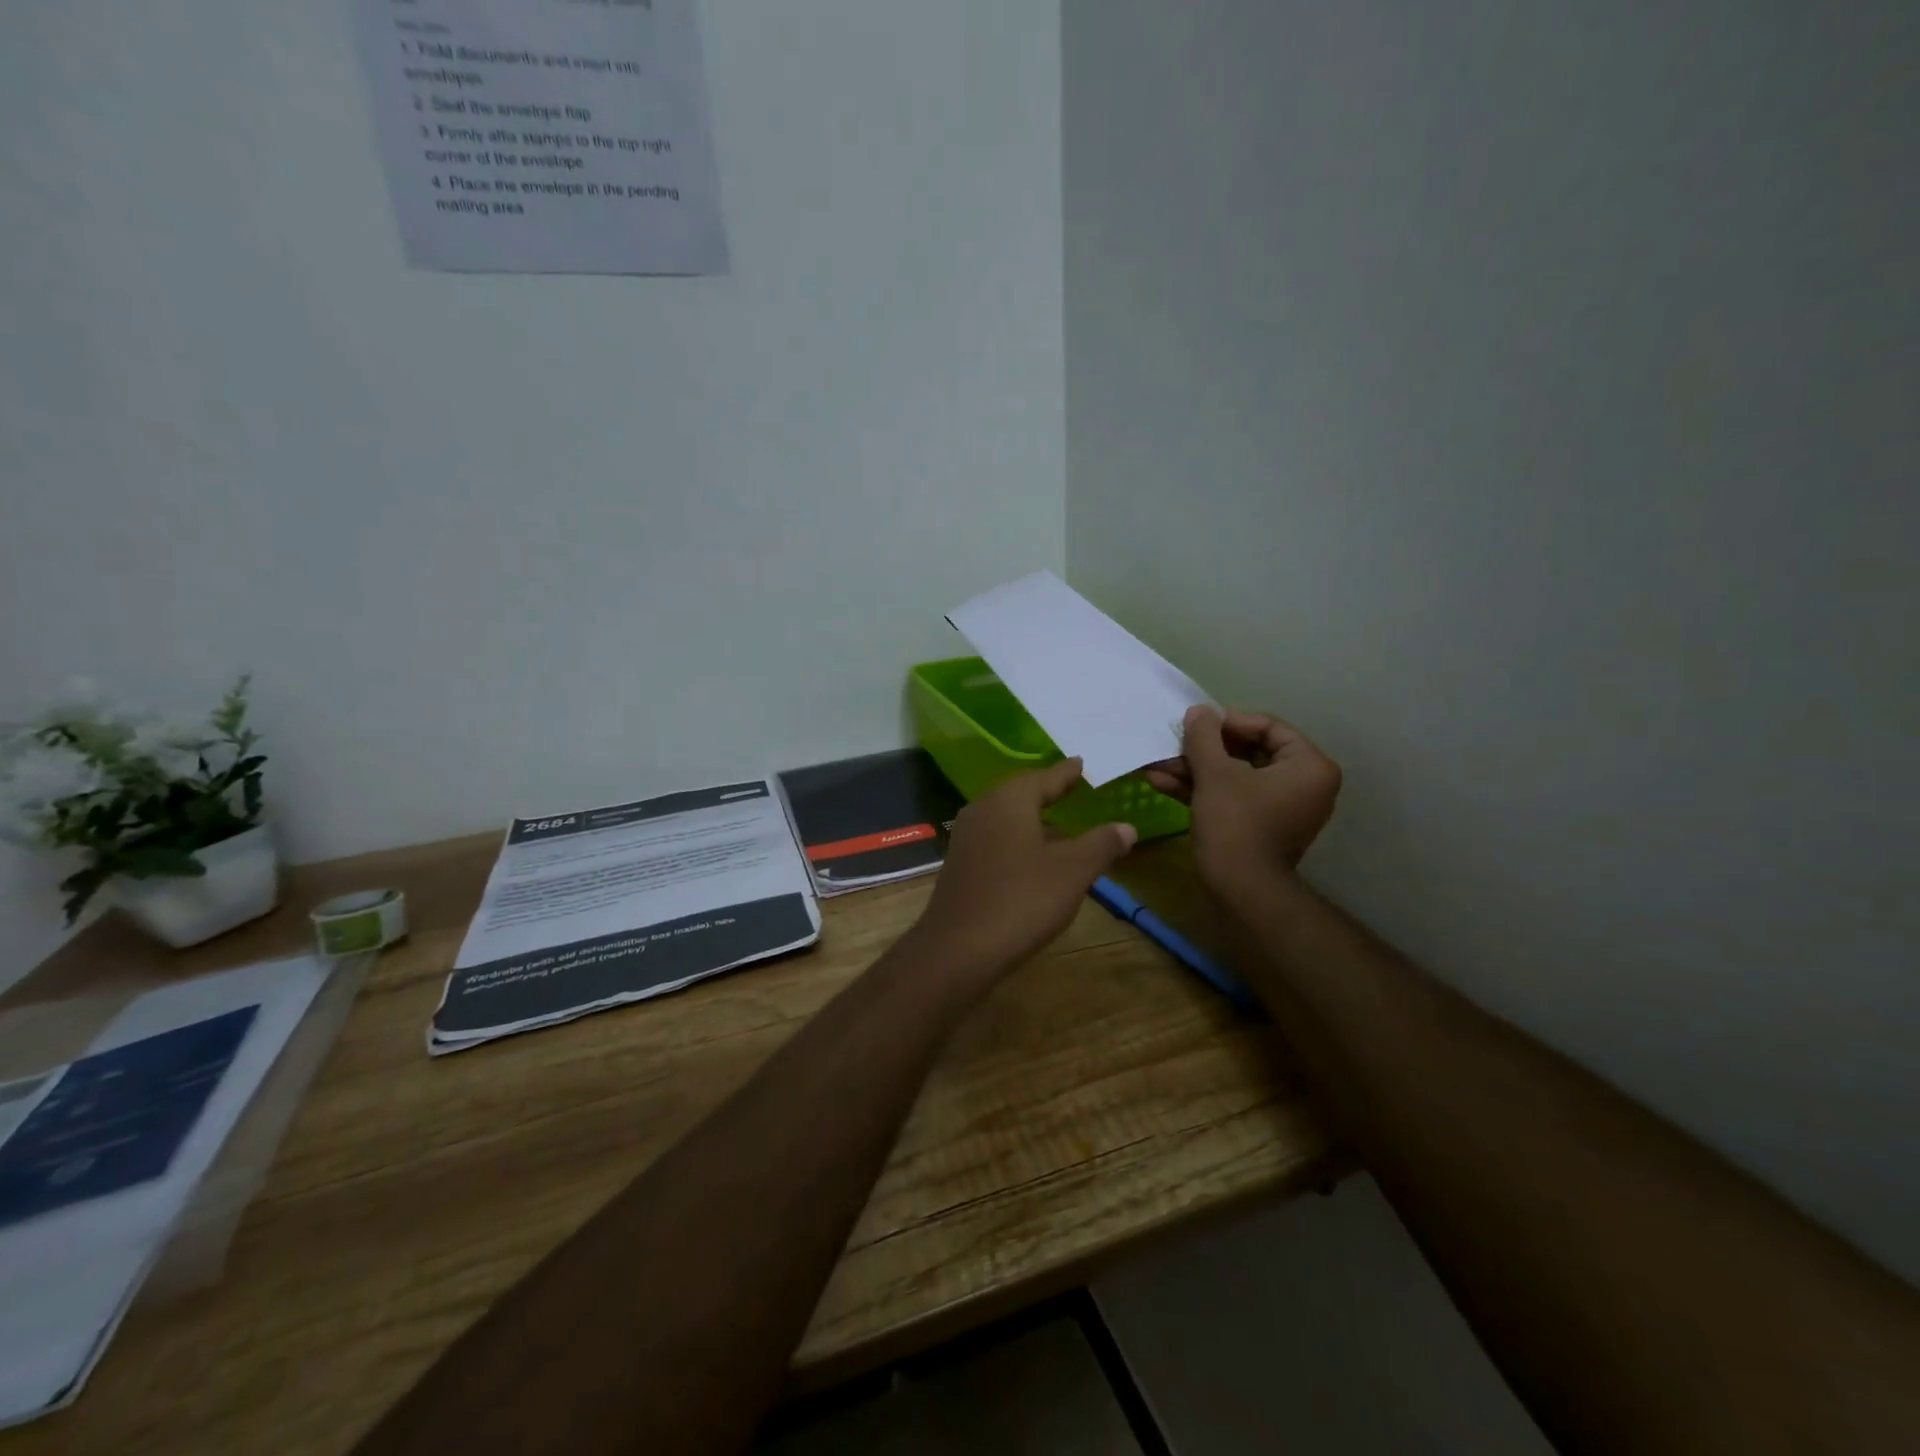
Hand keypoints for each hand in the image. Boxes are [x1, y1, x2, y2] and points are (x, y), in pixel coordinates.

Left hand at [908, 758, 1137, 979]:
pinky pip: (996, 840)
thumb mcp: (1073, 871)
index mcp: (1009, 800)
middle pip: (1021, 793)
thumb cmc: (1021, 900)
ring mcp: (967, 837)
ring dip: (1034, 820)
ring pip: (1007, 818)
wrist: (958, 949)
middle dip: (1048, 793)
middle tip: (1073, 789)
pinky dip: (1019, 841)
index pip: (1045, 777)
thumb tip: (1126, 826)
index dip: (1067, 773)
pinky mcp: (960, 864)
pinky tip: (1035, 860)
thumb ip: (1101, 844)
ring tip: (1062, 828)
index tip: (1082, 762)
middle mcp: (983, 809)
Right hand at [1144, 706, 1340, 893]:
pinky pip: (1232, 796)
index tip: (1195, 724)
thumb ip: (1204, 736)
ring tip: (1156, 764)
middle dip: (1203, 750)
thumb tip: (1198, 711)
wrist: (1241, 890)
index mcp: (1309, 766)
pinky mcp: (1260, 826)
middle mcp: (1303, 784)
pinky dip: (1201, 789)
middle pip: (1248, 751)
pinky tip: (1161, 783)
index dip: (1227, 722)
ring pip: (1234, 776)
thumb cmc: (1236, 824)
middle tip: (1173, 743)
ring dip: (1194, 769)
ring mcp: (1281, 807)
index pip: (1268, 727)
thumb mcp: (1215, 774)